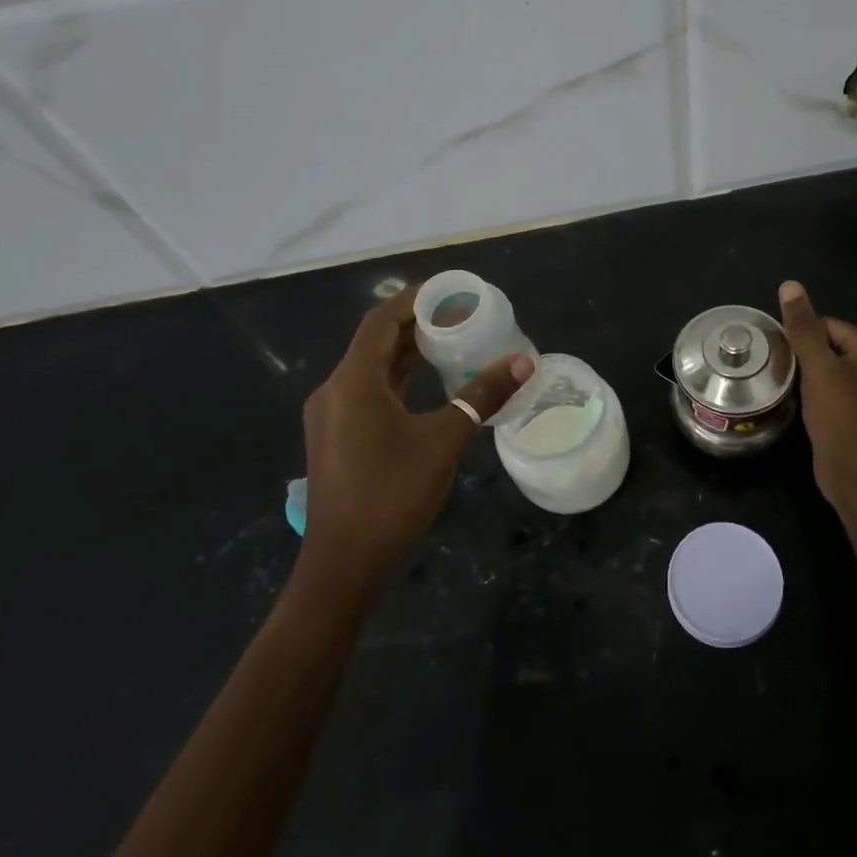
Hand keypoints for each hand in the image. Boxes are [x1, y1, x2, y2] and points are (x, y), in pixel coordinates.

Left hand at [298, 286, 531, 592]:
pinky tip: (431, 387)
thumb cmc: (392, 495)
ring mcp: (332, 417)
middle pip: (377, 342)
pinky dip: (400, 381)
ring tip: (453, 342)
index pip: (382, 321)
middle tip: (462, 315)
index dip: (415, 300)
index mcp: (353, 381)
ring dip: (409, 354)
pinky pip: (369, 394)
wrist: (345, 566)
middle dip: (418, 325)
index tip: (452, 290)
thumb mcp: (443, 440)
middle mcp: (335, 391)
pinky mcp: (338, 439)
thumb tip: (523, 362)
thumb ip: (481, 396)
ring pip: (373, 370)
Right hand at [778, 280, 856, 505]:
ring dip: (804, 373)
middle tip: (781, 371)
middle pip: (826, 343)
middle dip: (802, 355)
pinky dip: (811, 389)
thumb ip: (803, 327)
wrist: (853, 472)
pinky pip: (827, 385)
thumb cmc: (839, 416)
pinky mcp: (852, 408)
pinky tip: (798, 400)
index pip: (827, 325)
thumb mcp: (818, 367)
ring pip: (824, 366)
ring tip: (787, 385)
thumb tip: (790, 284)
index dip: (801, 338)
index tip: (783, 356)